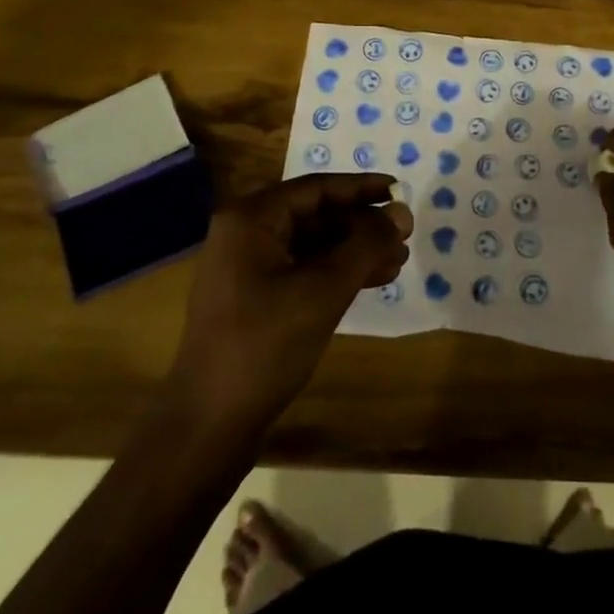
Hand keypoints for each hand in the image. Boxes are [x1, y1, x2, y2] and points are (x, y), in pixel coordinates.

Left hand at [169, 174, 409, 429]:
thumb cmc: (265, 345)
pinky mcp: (253, 297)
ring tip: (398, 261)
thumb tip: (401, 213)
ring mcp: (246, 267)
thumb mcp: (323, 290)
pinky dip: (335, 272)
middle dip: (361, 224)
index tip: (399, 192)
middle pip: (314, 214)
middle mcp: (245, 233)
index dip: (361, 188)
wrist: (209, 425)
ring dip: (354, 250)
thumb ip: (366, 245)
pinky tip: (372, 281)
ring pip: (311, 244)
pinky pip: (302, 269)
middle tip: (404, 234)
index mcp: (251, 218)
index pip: (316, 188)